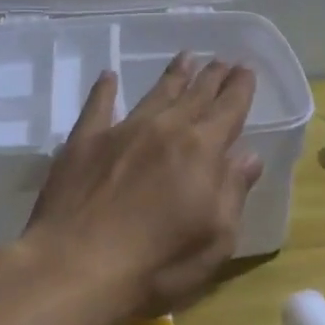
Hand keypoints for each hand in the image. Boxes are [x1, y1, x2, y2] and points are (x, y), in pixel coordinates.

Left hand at [22, 52, 262, 320]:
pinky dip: (105, 90)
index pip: (229, 110)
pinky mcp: (84, 142)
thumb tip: (249, 156)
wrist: (76, 267)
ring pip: (155, 94)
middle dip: (211, 77)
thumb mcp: (215, 238)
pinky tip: (108, 76)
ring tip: (186, 57)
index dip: (240, 89)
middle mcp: (165, 129)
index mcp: (202, 150)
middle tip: (222, 60)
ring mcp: (122, 131)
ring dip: (173, 76)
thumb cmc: (158, 263)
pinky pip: (98, 106)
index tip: (246, 69)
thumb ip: (233, 192)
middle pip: (195, 96)